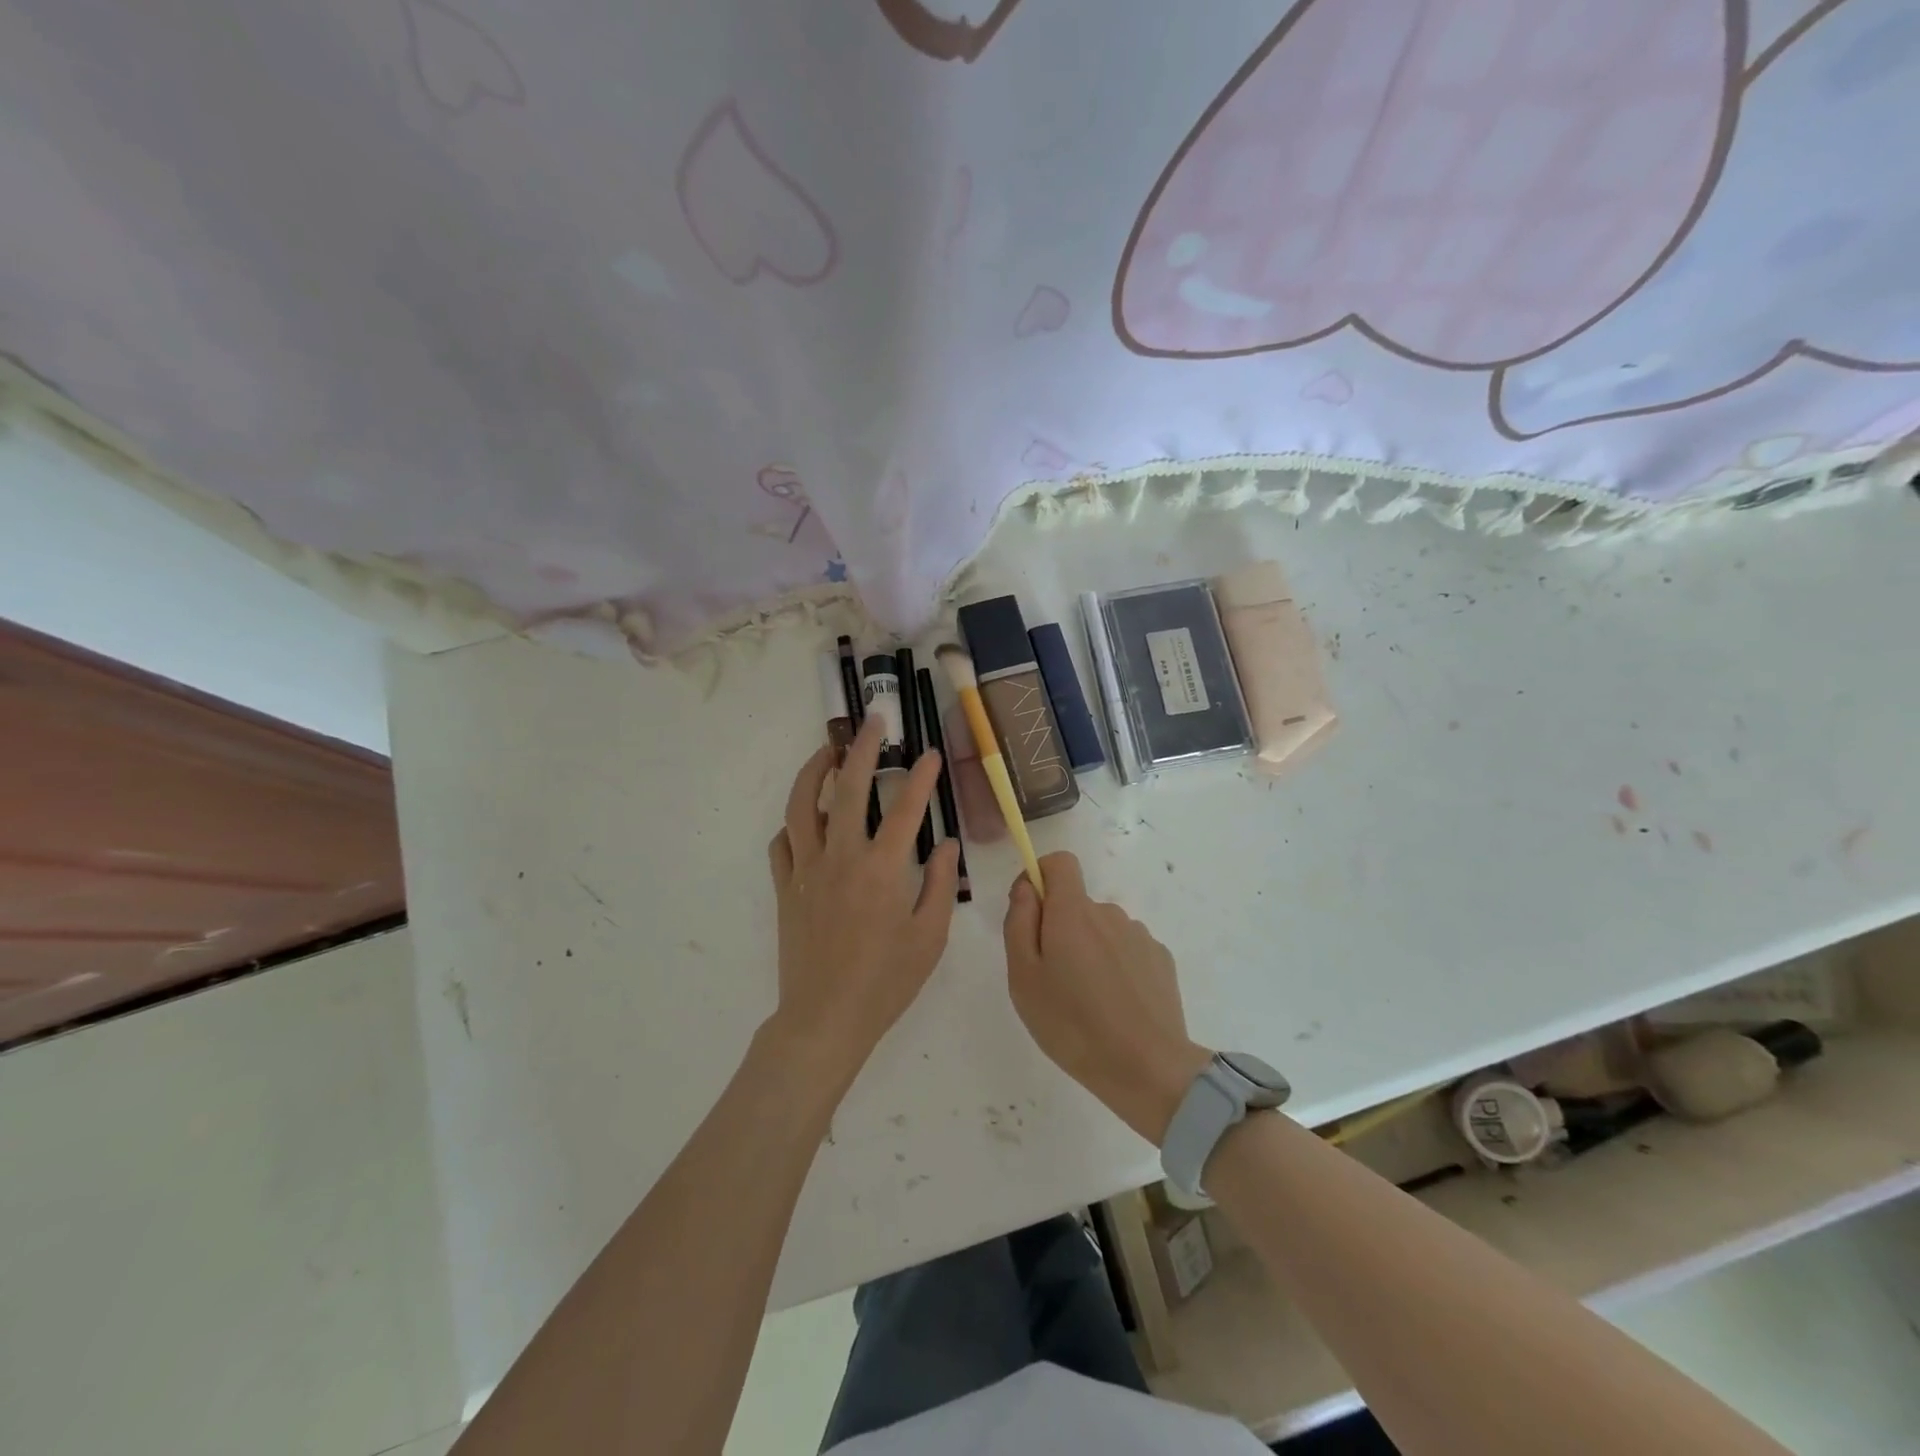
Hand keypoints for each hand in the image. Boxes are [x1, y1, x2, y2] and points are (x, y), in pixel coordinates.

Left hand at [766, 714, 959, 1089]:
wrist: (824, 1019)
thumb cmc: (885, 982)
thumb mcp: (929, 937)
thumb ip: (938, 884)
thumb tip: (946, 843)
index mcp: (881, 870)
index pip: (906, 808)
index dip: (921, 776)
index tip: (929, 753)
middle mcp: (840, 858)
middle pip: (848, 789)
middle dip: (861, 749)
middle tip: (872, 722)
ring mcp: (806, 870)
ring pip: (802, 805)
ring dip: (814, 771)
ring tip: (827, 752)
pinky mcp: (784, 887)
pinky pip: (782, 843)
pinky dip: (793, 823)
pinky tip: (805, 818)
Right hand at [1003, 852, 1210, 1144]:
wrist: (1147, 1069)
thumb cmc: (1072, 1025)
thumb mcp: (1023, 977)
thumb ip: (1019, 922)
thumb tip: (1027, 888)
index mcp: (1073, 912)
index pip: (1060, 862)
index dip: (1041, 877)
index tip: (1030, 913)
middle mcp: (1109, 913)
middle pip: (1077, 904)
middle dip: (1061, 929)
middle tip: (1053, 981)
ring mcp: (1140, 936)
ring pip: (1102, 930)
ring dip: (1090, 951)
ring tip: (1087, 1002)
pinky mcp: (1161, 960)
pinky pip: (1127, 951)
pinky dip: (1116, 967)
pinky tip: (1116, 1007)